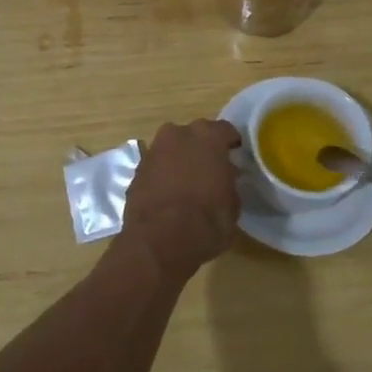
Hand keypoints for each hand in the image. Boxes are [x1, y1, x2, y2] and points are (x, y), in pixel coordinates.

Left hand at [117, 119, 243, 280]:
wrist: (159, 242)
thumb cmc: (206, 221)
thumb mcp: (233, 205)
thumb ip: (229, 182)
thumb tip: (224, 177)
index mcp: (208, 137)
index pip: (225, 130)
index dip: (231, 144)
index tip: (236, 156)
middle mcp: (178, 134)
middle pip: (195, 135)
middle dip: (202, 149)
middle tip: (211, 169)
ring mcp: (153, 150)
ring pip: (172, 149)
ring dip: (180, 160)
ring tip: (188, 183)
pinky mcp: (136, 170)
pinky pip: (156, 166)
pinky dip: (163, 175)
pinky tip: (169, 195)